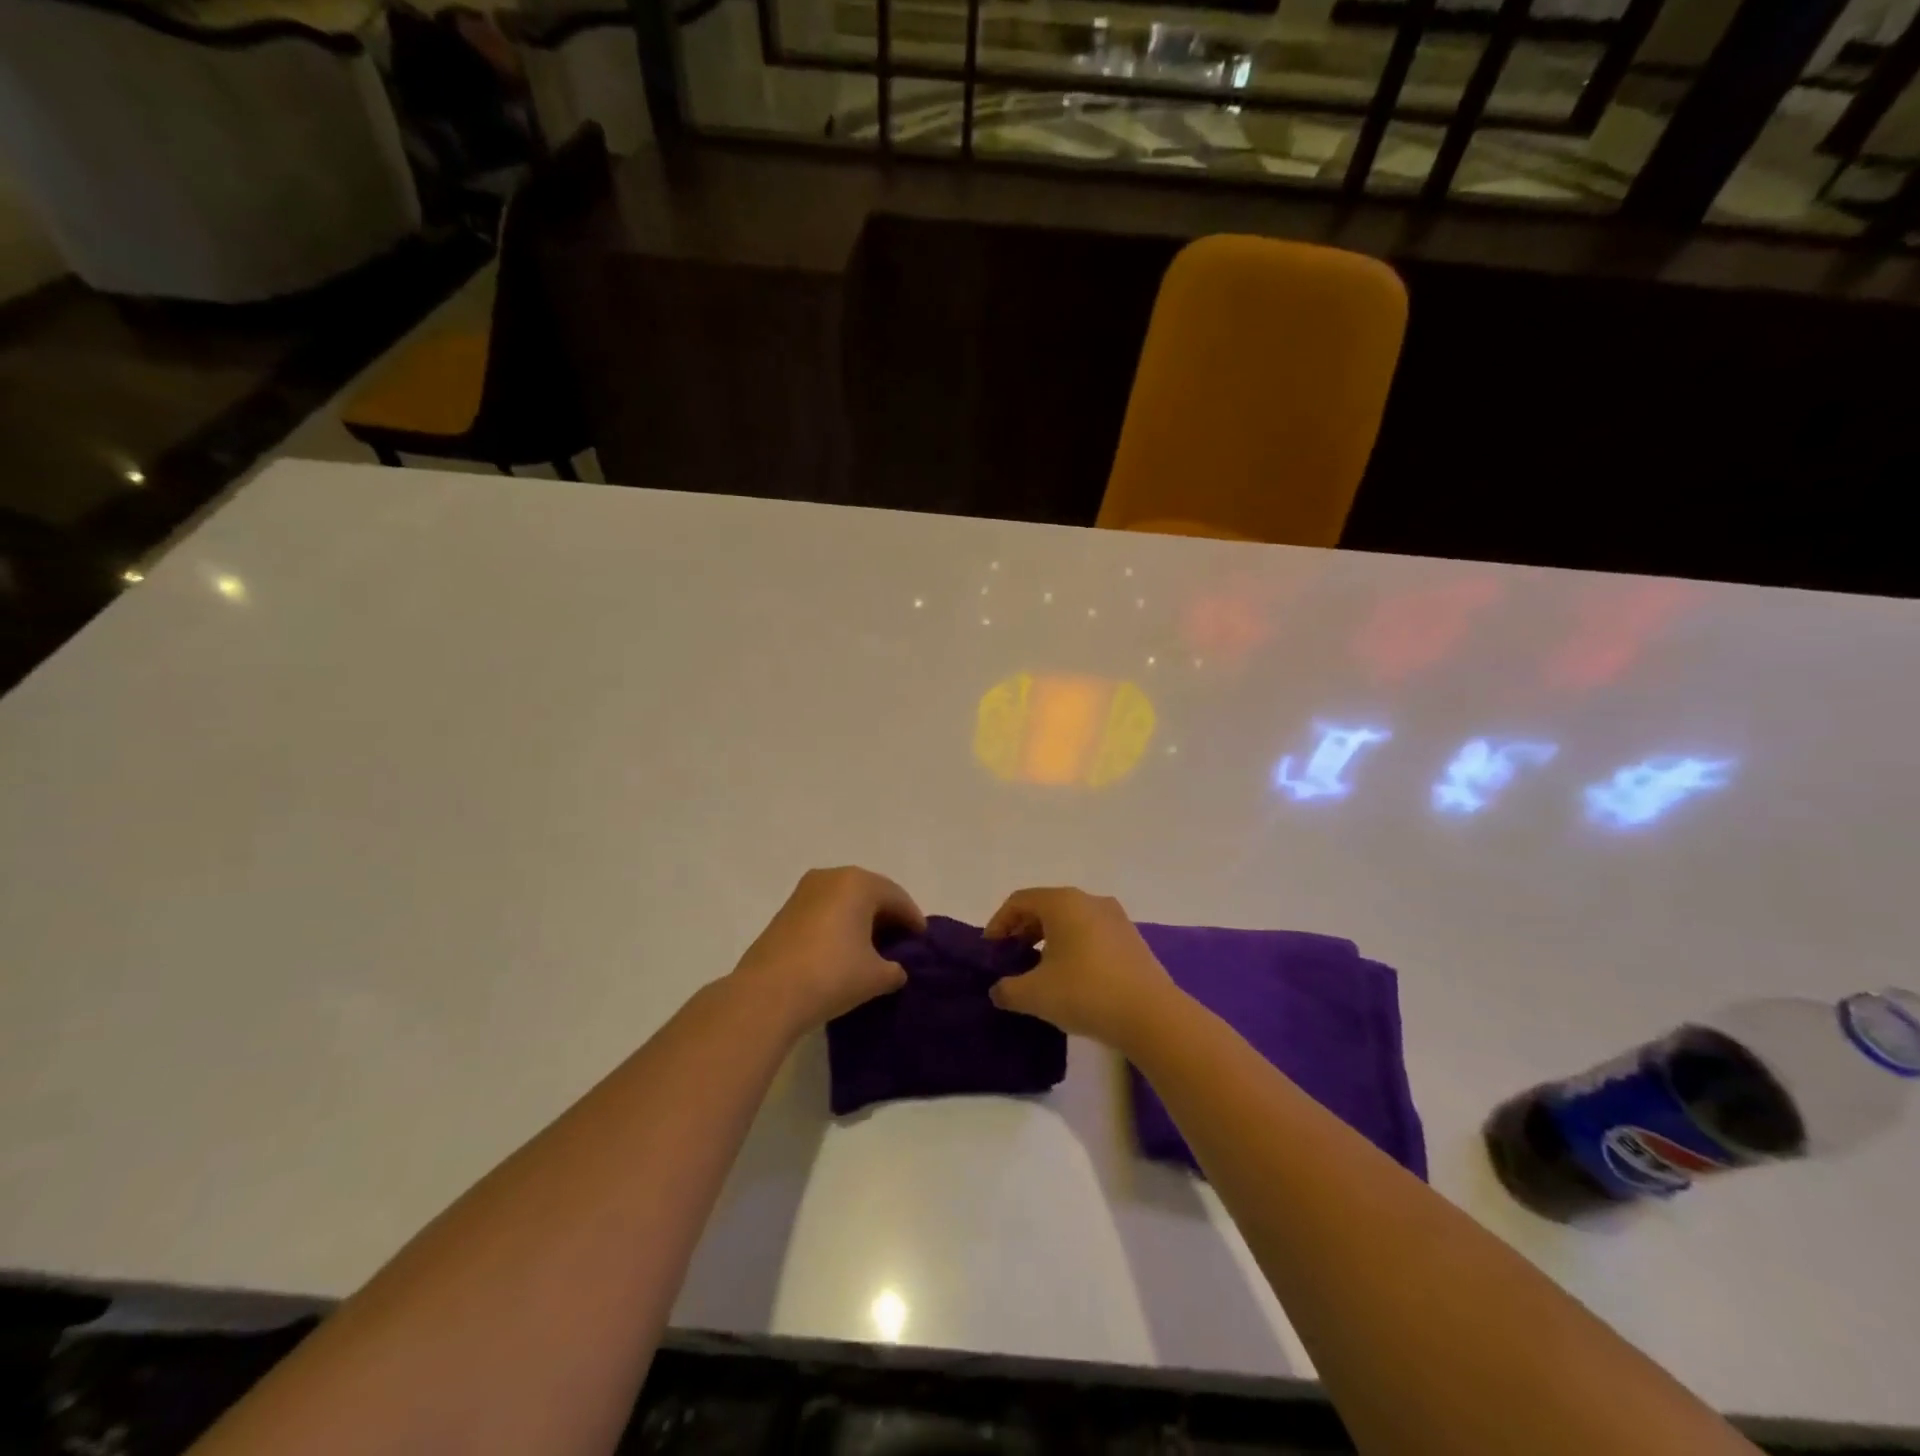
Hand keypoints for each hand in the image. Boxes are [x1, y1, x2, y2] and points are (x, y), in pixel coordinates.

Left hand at [729, 867, 925, 1034]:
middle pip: (870, 893)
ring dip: (861, 920)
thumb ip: (894, 969)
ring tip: (873, 949)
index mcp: (858, 883)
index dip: (913, 920)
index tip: (923, 942)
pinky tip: (844, 951)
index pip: (897, 897)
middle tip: (901, 942)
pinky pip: (824, 911)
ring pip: (844, 901)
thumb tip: (894, 970)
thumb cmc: (832, 975)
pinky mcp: (785, 912)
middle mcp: (831, 877)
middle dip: (887, 916)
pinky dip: (839, 925)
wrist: (767, 994)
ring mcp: (804, 892)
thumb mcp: (876, 976)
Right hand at [984, 887, 1181, 1054]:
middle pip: (1045, 907)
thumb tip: (998, 990)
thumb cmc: (1085, 992)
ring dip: (1049, 941)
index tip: (991, 952)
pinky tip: (1071, 979)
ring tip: (1039, 972)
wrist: (1151, 1015)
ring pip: (1071, 921)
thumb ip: (1007, 990)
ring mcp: (1115, 918)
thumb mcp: (1034, 995)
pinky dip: (1073, 948)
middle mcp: (1090, 900)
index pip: (1019, 901)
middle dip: (1023, 932)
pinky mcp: (1132, 939)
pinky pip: (1092, 934)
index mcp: (1063, 902)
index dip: (998, 923)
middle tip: (1011, 961)